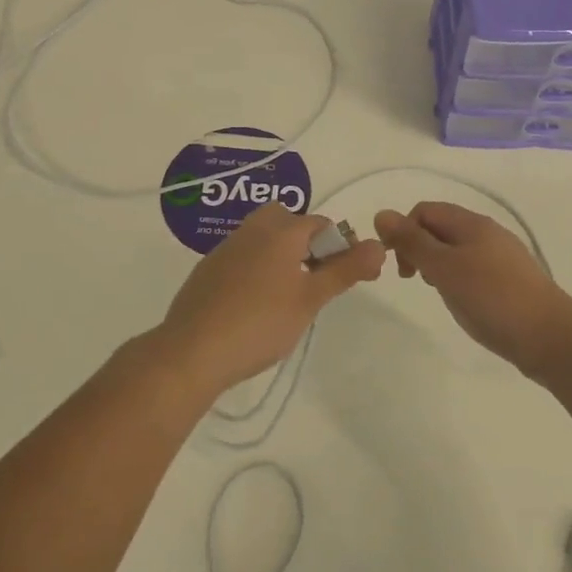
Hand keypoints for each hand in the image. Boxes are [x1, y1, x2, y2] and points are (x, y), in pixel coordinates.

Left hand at [154, 204, 385, 396]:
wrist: (192, 350)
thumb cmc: (260, 323)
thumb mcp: (310, 299)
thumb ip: (345, 270)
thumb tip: (379, 245)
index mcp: (280, 231)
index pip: (321, 223)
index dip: (341, 246)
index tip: (351, 277)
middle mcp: (252, 230)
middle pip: (287, 221)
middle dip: (306, 241)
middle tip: (315, 279)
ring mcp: (225, 248)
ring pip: (262, 237)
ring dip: (281, 254)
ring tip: (289, 294)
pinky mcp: (207, 269)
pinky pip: (242, 256)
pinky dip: (256, 268)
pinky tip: (256, 304)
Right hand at [374, 202, 571, 374]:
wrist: (550, 337)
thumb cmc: (492, 298)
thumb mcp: (444, 268)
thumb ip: (412, 242)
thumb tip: (381, 214)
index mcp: (471, 223)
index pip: (424, 210)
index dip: (404, 231)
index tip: (398, 264)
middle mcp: (487, 232)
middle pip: (440, 227)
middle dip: (418, 248)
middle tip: (413, 279)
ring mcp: (501, 256)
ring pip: (456, 249)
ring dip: (436, 264)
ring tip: (437, 291)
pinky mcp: (509, 280)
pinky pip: (472, 267)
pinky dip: (456, 277)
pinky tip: (461, 300)